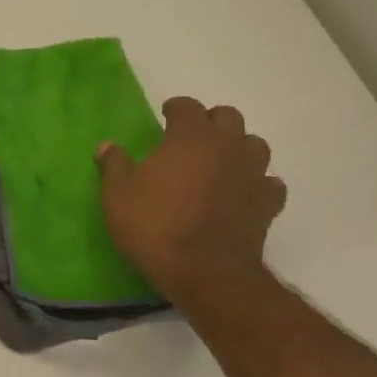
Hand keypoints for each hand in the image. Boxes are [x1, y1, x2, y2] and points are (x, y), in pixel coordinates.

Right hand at [97, 97, 285, 301]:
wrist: (203, 270)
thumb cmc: (154, 225)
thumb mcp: (118, 194)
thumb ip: (114, 165)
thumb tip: (107, 146)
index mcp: (190, 137)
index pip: (187, 106)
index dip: (175, 108)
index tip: (165, 116)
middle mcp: (227, 146)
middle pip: (227, 117)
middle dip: (209, 121)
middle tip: (191, 138)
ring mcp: (253, 173)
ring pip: (254, 144)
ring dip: (238, 147)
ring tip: (219, 162)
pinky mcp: (268, 203)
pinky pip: (268, 182)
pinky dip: (256, 182)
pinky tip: (242, 192)